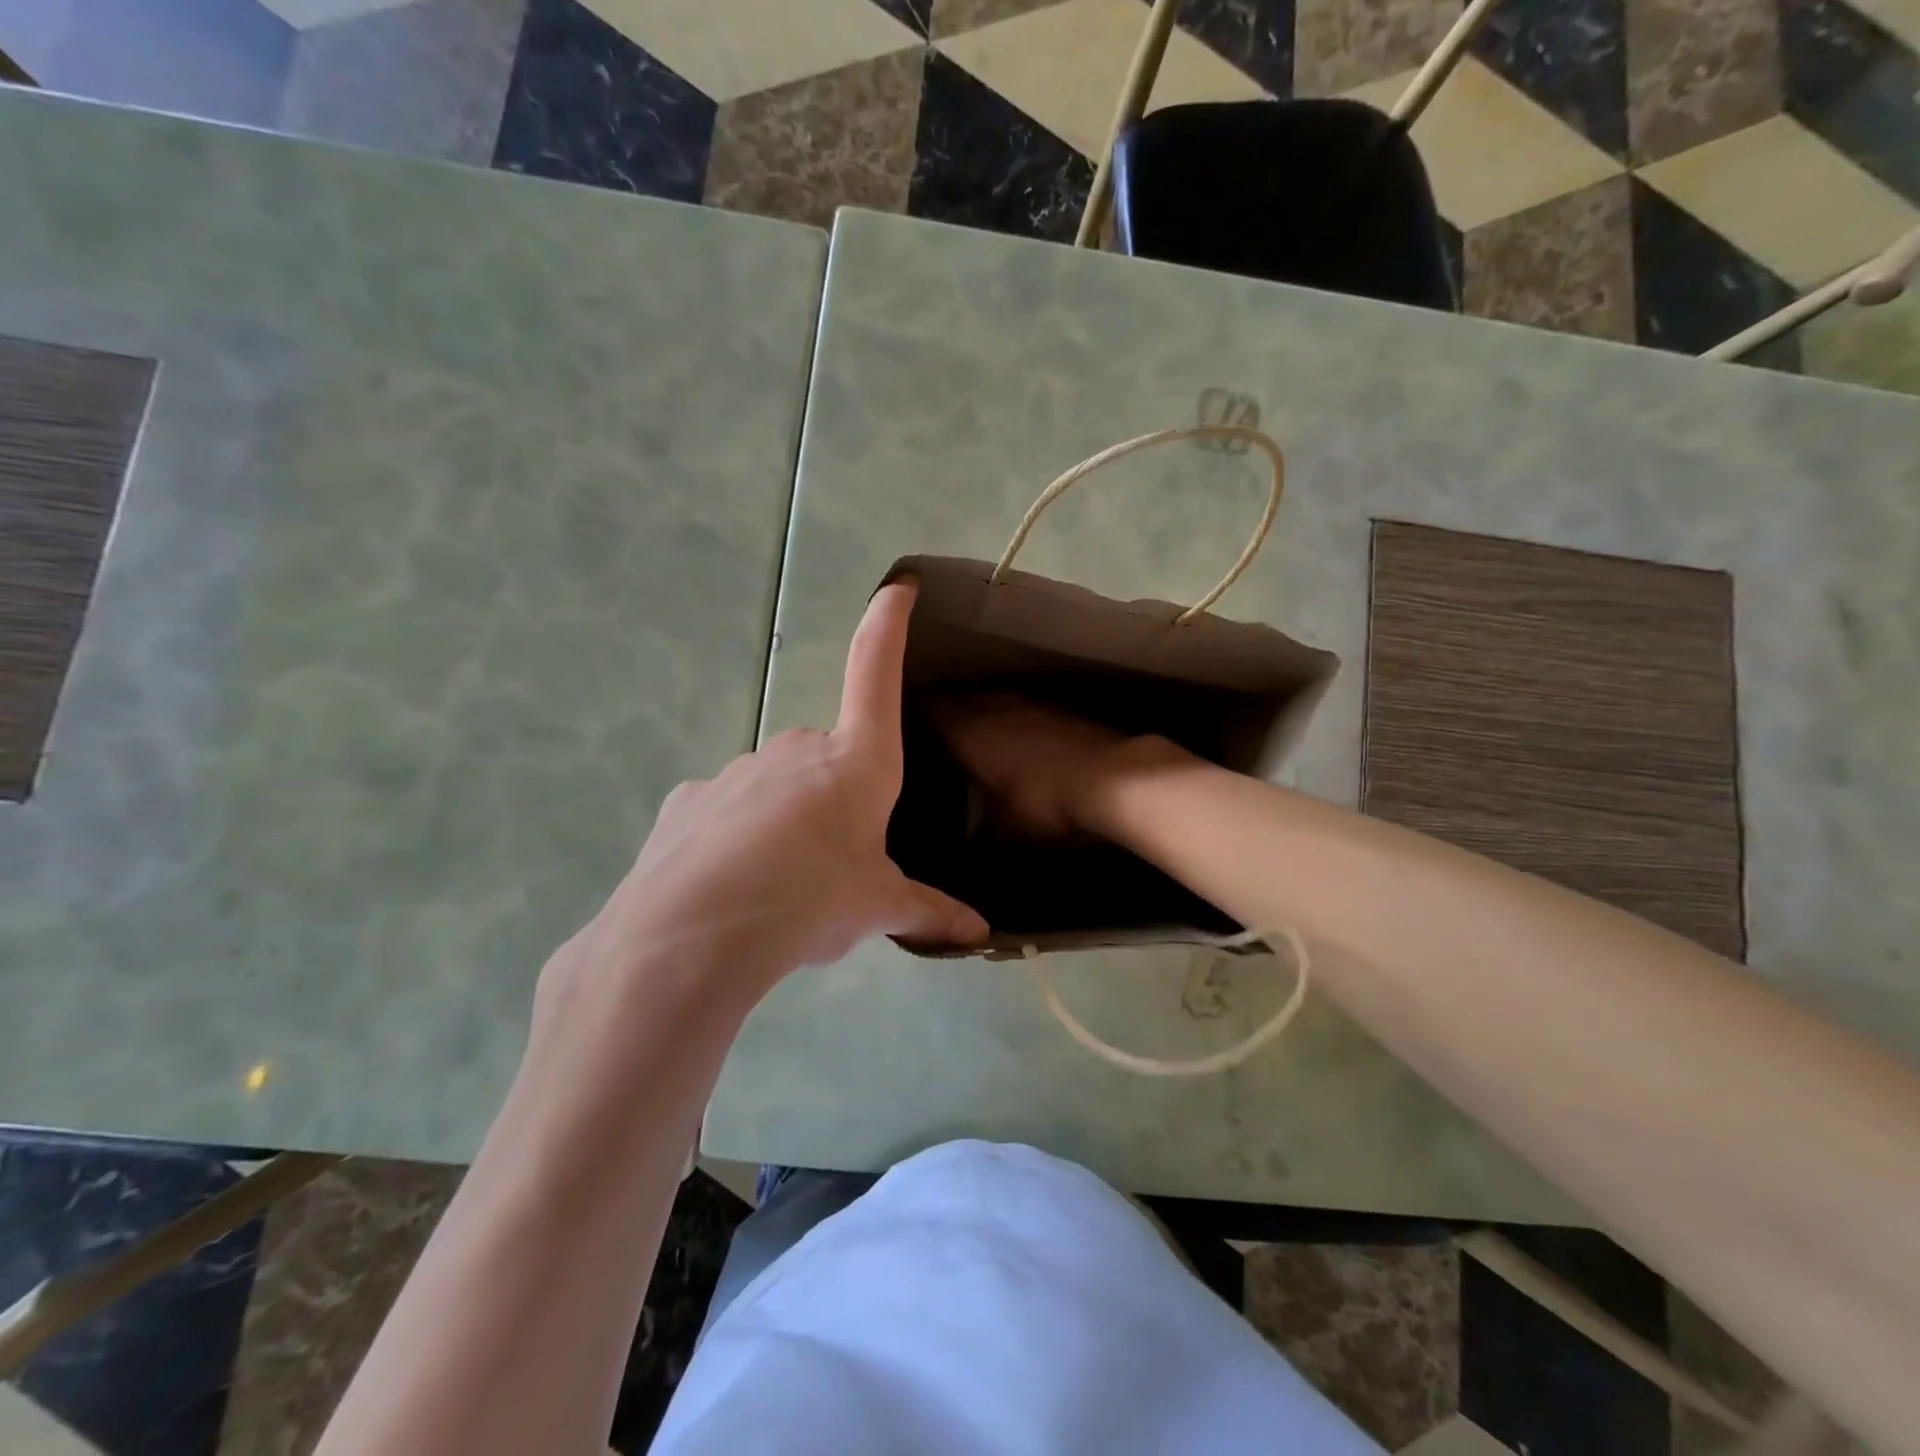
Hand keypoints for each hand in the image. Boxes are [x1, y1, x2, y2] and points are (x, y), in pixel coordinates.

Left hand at [547, 581, 988, 1015]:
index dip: (887, 628)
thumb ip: (926, 912)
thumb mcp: (876, 909)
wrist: (696, 933)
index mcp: (855, 763)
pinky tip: (733, 883)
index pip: (874, 675)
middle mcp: (796, 750)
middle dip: (834, 798)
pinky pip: (729, 810)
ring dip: (787, 821)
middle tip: (835, 862)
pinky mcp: (691, 800)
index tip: (895, 588)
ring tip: (782, 884)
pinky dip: (738, 837)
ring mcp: (737, 771)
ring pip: (776, 787)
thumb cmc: (811, 900)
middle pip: (827, 759)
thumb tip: (978, 933)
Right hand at [928, 694, 1180, 838]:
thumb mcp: (1002, 833)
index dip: (916, 712)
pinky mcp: (1061, 709)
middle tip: (932, 724)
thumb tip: (961, 847)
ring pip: (994, 699)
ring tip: (972, 726)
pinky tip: (1017, 733)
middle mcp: (995, 708)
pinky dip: (1013, 717)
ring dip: (981, 709)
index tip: (902, 719)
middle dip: (947, 708)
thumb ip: (976, 837)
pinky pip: (1024, 707)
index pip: (931, 709)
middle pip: (961, 699)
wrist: (1113, 781)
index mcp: (969, 732)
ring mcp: (1031, 704)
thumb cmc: (1044, 805)